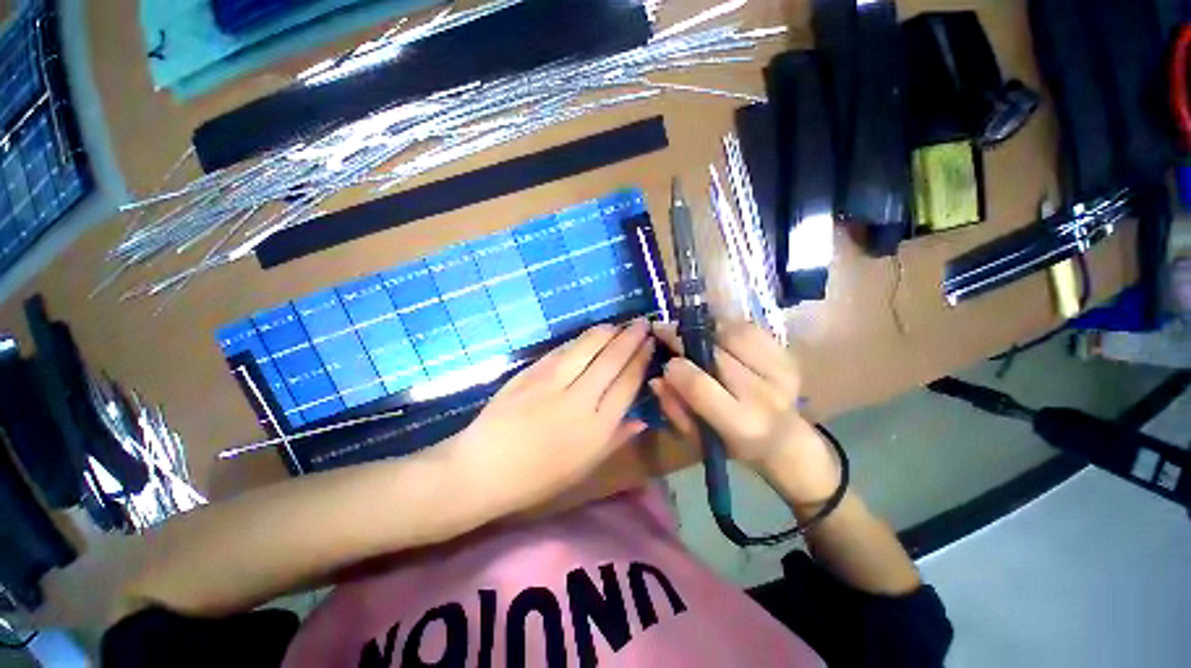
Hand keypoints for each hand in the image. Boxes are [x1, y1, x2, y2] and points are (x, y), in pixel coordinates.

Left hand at [450, 320, 654, 513]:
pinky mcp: (531, 373)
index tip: (650, 344)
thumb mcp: (584, 468)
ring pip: (588, 347)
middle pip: (612, 359)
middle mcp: (580, 400)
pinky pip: (562, 350)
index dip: (641, 360)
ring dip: (607, 332)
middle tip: (642, 323)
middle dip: (631, 337)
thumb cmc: (538, 478)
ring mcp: (553, 383)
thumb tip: (641, 420)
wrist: (483, 470)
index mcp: (597, 428)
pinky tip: (589, 335)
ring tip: (619, 324)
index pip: (627, 383)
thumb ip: (615, 440)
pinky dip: (579, 339)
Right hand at [650, 321, 840, 505]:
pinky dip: (728, 325)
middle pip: (716, 354)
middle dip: (683, 339)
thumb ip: (674, 408)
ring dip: (706, 328)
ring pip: (734, 334)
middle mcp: (765, 395)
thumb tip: (656, 379)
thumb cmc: (732, 443)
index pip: (699, 385)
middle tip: (665, 332)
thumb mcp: (696, 437)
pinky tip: (716, 332)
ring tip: (691, 331)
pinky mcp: (787, 356)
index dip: (676, 368)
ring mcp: (781, 372)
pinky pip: (751, 329)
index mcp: (741, 424)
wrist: (784, 439)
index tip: (665, 361)